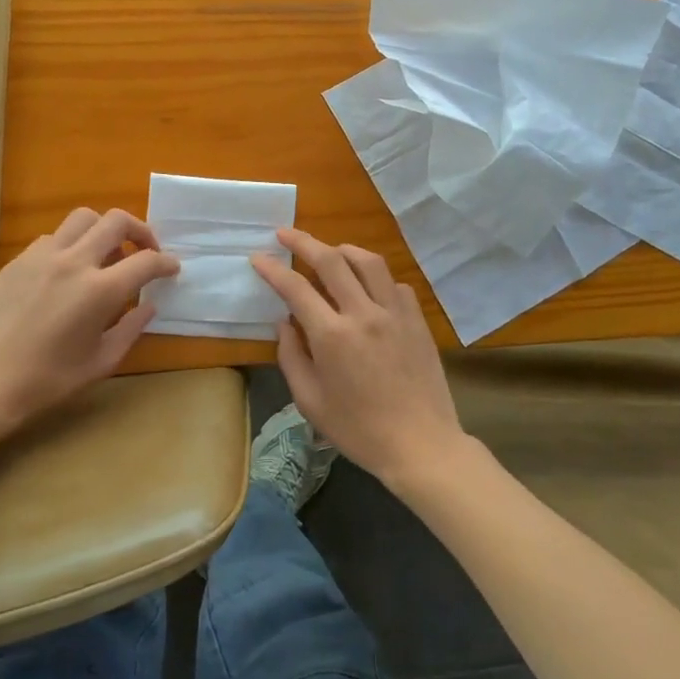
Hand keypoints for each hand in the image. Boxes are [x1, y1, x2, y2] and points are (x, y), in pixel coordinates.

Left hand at [0, 208, 177, 444]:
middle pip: (116, 221)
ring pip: (83, 218)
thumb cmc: (47, 381)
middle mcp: (74, 262)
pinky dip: (72, 244)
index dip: (165, 263)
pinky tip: (69, 271)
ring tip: (106, 255)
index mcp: (99, 291)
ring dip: (103, 230)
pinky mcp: (18, 260)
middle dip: (140, 231)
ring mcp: (42, 256)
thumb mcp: (101, 362)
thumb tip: (149, 305)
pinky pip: (54, 237)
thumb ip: (131, 328)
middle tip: (145, 251)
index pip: (146, 261)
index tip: (171, 269)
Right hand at [250, 227, 467, 489]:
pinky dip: (376, 278)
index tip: (258, 257)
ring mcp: (395, 313)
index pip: (295, 288)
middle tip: (285, 233)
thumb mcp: (310, 401)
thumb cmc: (358, 430)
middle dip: (303, 242)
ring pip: (369, 262)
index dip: (273, 269)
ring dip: (344, 250)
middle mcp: (363, 314)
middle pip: (331, 261)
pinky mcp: (417, 320)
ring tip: (330, 251)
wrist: (420, 445)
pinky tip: (368, 287)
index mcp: (332, 336)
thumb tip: (284, 322)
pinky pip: (394, 284)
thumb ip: (292, 356)